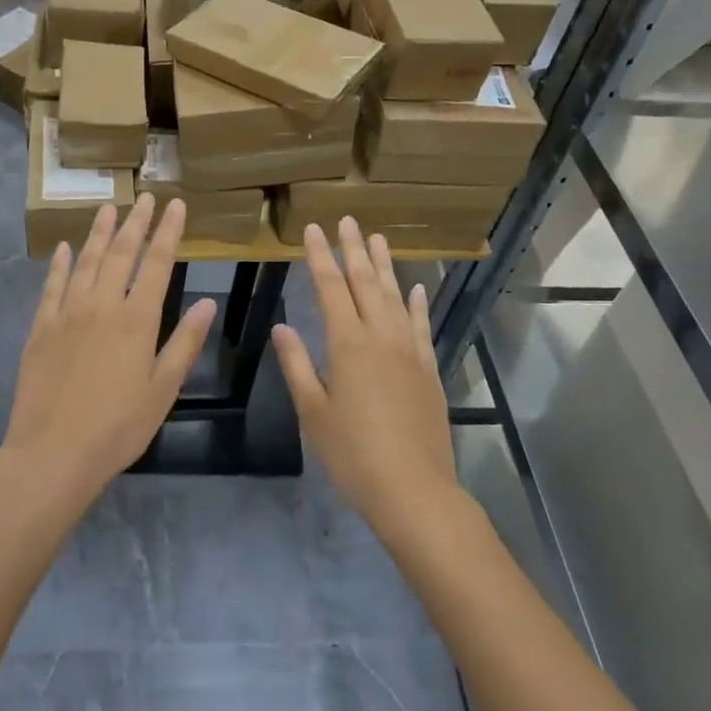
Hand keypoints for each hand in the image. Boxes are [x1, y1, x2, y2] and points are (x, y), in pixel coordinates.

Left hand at [3, 197, 214, 510]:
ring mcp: (67, 313)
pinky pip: (52, 286)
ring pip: (86, 261)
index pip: (158, 263)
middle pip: (121, 253)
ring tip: (109, 207)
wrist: (53, 452)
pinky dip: (60, 264)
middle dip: (136, 222)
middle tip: (145, 198)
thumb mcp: (163, 389)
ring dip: (99, 232)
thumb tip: (209, 302)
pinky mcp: (41, 328)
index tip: (176, 205)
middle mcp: (102, 305)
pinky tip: (65, 248)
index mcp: (137, 319)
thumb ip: (185, 342)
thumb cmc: (118, 427)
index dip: (168, 232)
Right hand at [272, 219, 458, 534]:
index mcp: (348, 344)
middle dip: (354, 250)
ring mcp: (410, 351)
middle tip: (347, 221)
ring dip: (385, 267)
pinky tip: (416, 289)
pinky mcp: (428, 370)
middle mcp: (381, 337)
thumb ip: (296, 364)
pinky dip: (417, 304)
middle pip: (366, 283)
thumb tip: (281, 325)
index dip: (320, 257)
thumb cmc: (353, 454)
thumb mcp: (313, 412)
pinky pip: (421, 326)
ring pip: (395, 297)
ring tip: (378, 238)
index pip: (331, 288)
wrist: (414, 490)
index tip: (313, 229)